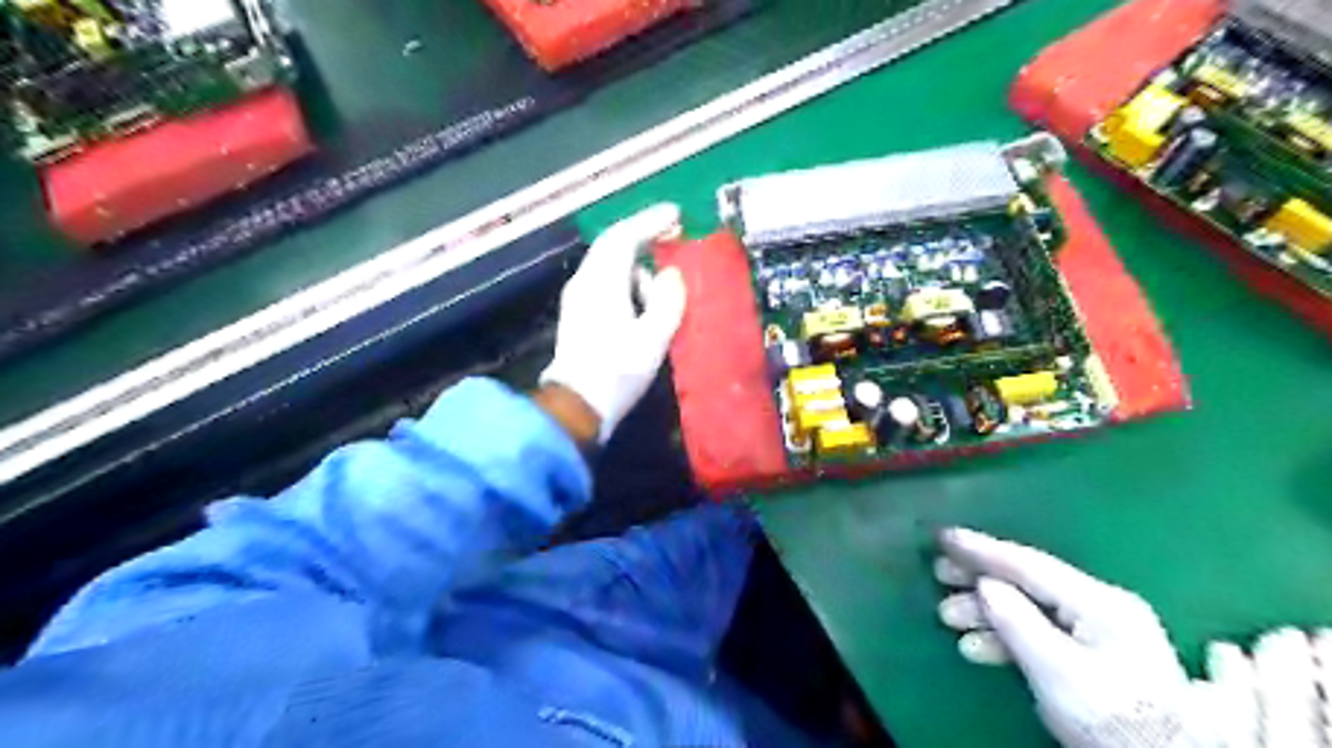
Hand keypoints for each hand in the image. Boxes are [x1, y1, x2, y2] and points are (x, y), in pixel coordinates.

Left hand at [539, 204, 686, 445]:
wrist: (577, 407)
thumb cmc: (617, 372)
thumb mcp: (653, 338)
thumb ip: (668, 301)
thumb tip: (672, 276)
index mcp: (602, 282)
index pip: (624, 237)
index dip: (650, 221)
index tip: (676, 215)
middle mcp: (585, 283)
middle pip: (614, 247)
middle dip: (644, 239)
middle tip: (674, 239)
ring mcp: (578, 299)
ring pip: (611, 267)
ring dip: (639, 269)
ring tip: (664, 289)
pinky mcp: (580, 316)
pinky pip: (607, 285)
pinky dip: (629, 285)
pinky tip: (645, 306)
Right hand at [934, 525, 1215, 746]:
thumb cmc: (1112, 717)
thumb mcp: (1058, 671)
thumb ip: (1017, 621)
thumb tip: (984, 584)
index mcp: (1098, 602)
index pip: (1028, 564)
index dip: (982, 548)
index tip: (944, 536)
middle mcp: (1100, 606)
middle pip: (1027, 581)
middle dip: (979, 578)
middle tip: (939, 574)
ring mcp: (1100, 631)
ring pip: (1030, 607)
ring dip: (987, 611)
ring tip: (949, 617)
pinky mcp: (1094, 656)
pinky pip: (1039, 630)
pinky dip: (1006, 634)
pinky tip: (978, 645)